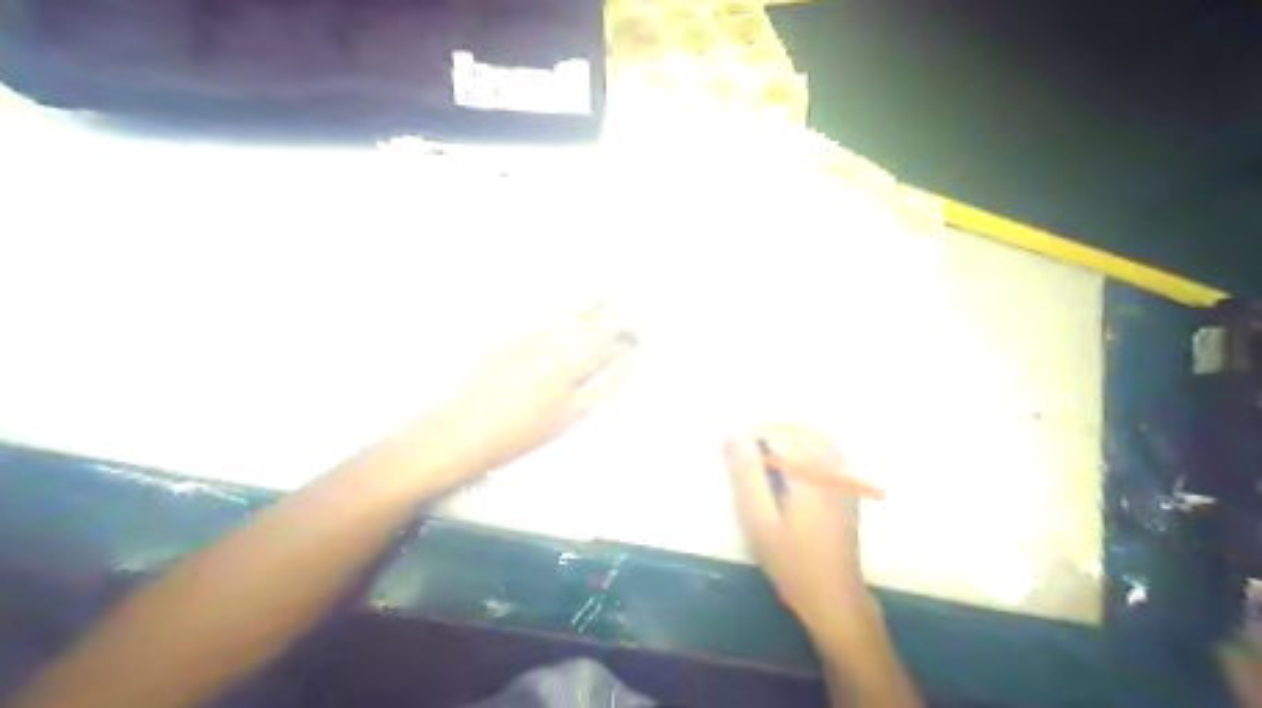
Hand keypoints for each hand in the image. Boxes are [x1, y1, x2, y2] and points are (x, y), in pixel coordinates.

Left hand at [427, 300, 641, 480]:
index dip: (633, 316)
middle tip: (624, 320)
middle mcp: (550, 326)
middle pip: (590, 299)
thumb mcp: (576, 411)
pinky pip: (546, 310)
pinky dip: (565, 313)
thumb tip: (632, 352)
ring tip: (597, 325)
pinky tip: (564, 333)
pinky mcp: (508, 329)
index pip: (613, 316)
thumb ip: (609, 377)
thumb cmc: (523, 430)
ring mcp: (526, 324)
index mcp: (572, 348)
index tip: (640, 327)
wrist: (460, 430)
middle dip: (612, 304)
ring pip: (568, 302)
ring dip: (588, 305)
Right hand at [724, 423, 880, 638]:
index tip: (735, 453)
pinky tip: (793, 465)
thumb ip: (747, 476)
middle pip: (799, 430)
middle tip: (746, 455)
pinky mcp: (849, 488)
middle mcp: (831, 469)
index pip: (779, 433)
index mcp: (809, 475)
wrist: (834, 597)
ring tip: (764, 455)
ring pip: (816, 436)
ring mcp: (844, 478)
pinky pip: (829, 450)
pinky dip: (807, 446)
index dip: (753, 435)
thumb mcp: (759, 522)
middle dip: (769, 433)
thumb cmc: (791, 563)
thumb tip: (735, 435)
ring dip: (788, 437)